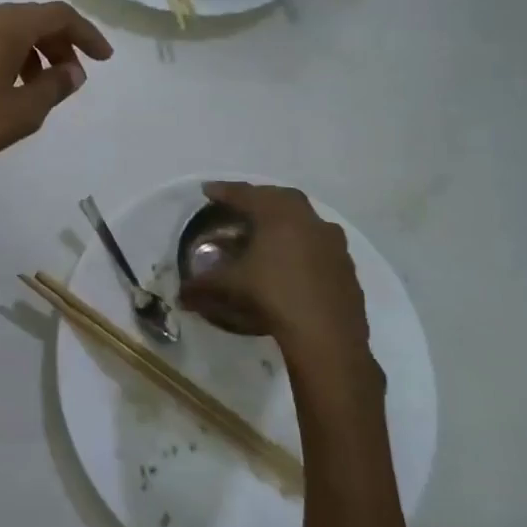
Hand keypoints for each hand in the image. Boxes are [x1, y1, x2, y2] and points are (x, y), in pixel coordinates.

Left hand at [0, 2, 112, 209]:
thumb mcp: (18, 114)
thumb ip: (53, 88)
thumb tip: (73, 70)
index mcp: (4, 26)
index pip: (57, 15)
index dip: (86, 33)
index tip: (103, 58)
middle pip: (29, 19)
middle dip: (57, 43)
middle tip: (70, 74)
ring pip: (2, 30)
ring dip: (28, 51)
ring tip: (36, 86)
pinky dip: (1, 56)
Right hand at [178, 182, 382, 405]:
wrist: (327, 336)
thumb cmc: (272, 297)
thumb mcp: (229, 287)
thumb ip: (202, 285)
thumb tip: (180, 295)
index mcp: (278, 216)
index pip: (246, 195)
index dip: (224, 191)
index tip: (208, 191)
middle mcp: (308, 221)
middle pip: (280, 198)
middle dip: (258, 198)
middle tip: (241, 205)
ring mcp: (333, 244)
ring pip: (305, 220)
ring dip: (285, 220)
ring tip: (268, 232)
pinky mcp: (346, 267)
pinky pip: (320, 244)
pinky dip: (302, 245)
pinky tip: (292, 262)